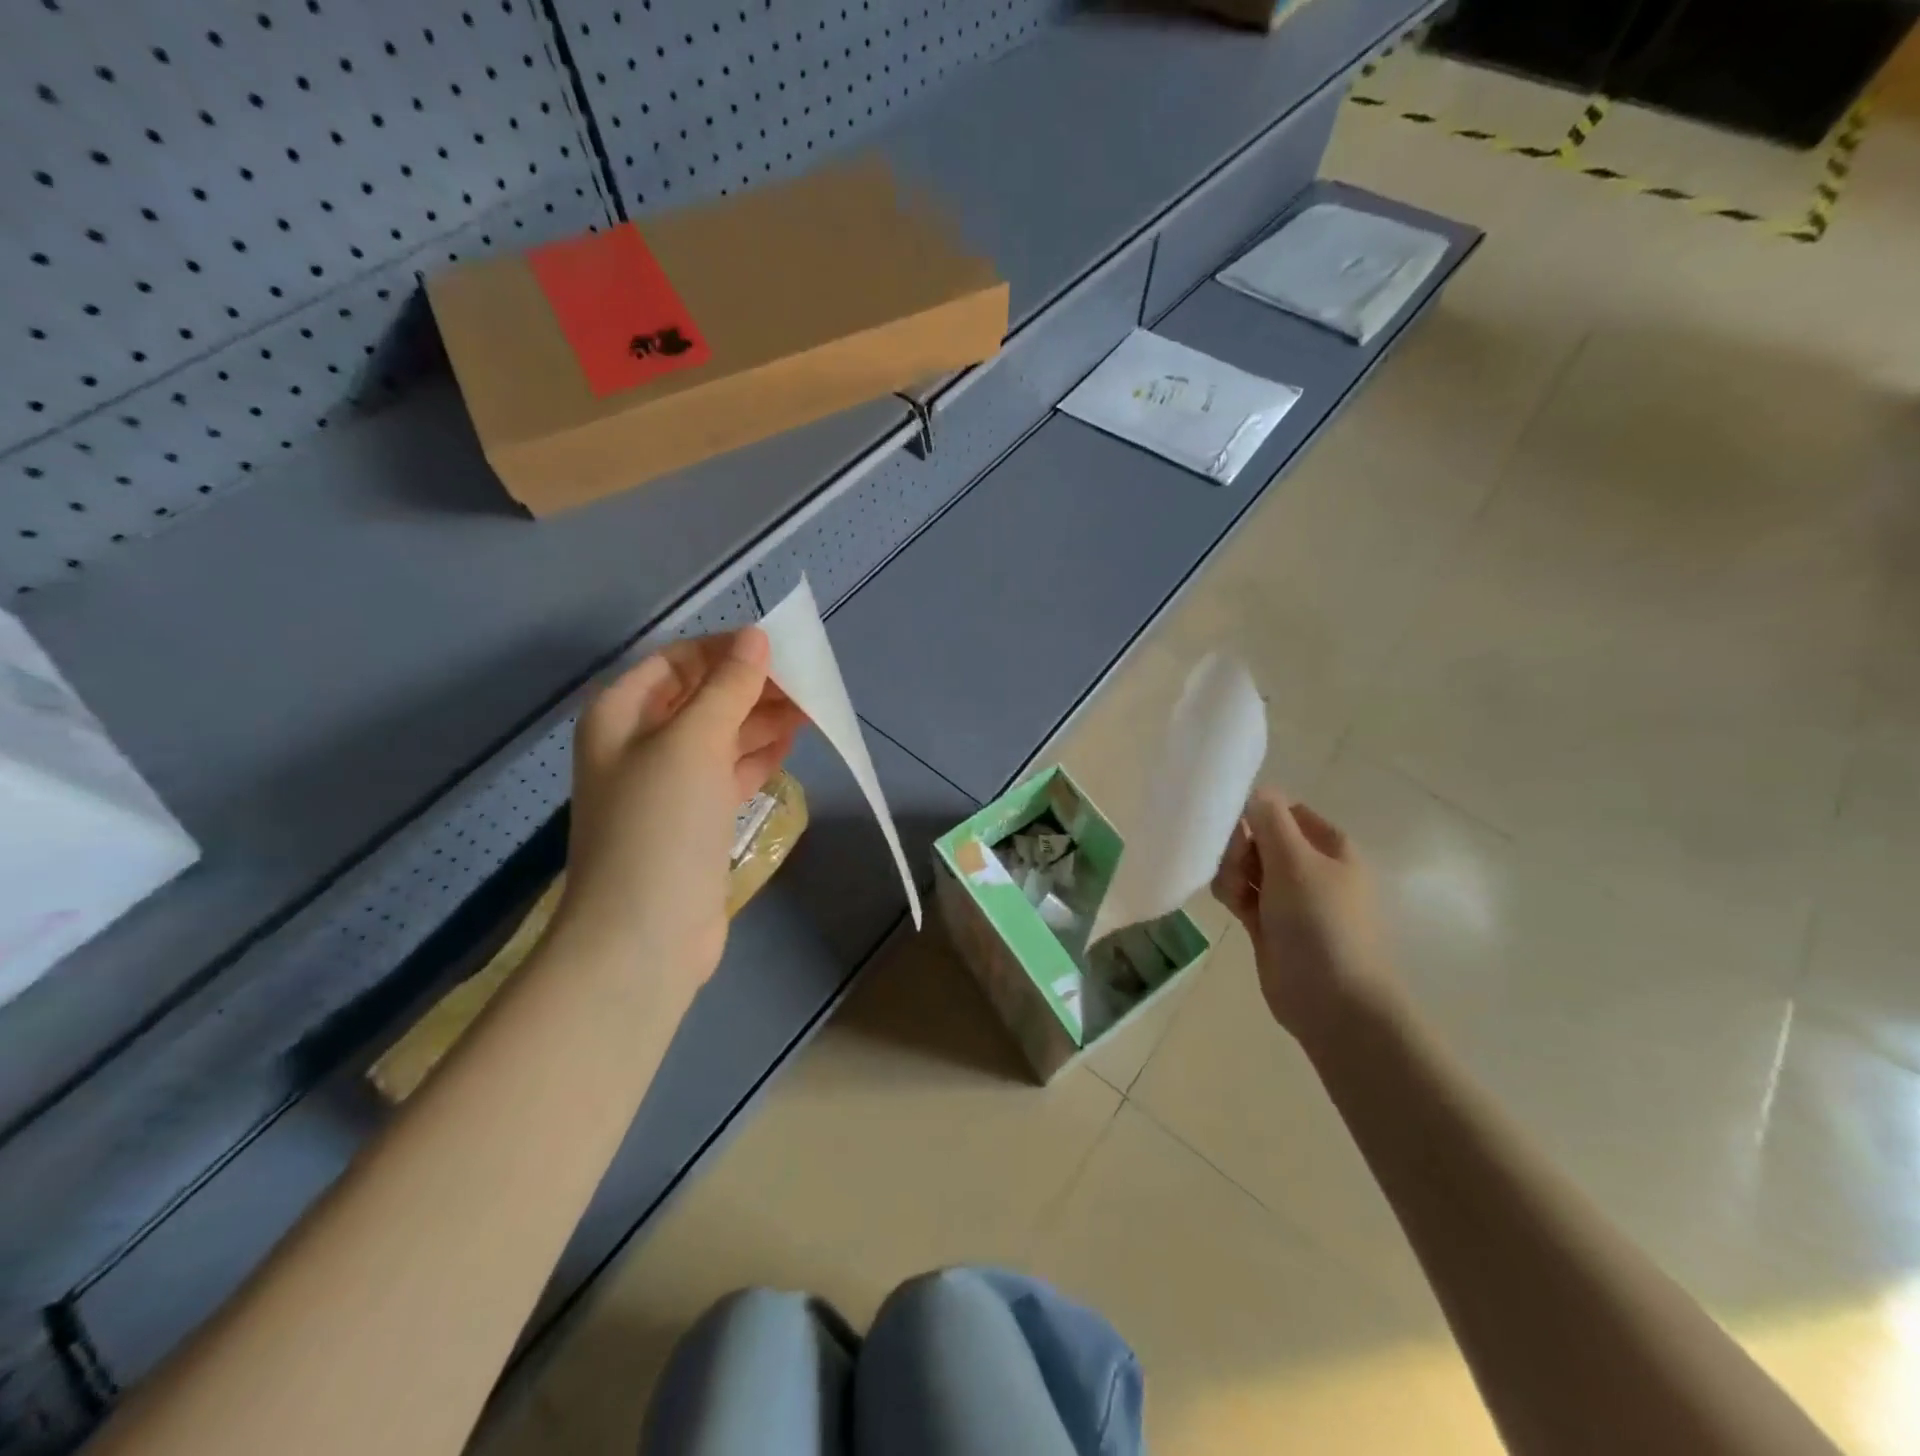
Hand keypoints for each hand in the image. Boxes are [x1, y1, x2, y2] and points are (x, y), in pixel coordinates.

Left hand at [555, 628, 805, 995]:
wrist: (644, 934)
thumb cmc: (660, 824)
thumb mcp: (693, 742)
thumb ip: (727, 687)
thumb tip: (755, 638)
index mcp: (622, 714)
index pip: (678, 661)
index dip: (726, 650)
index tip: (779, 649)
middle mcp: (641, 743)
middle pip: (702, 697)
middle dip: (752, 687)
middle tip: (807, 683)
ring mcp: (669, 784)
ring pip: (721, 735)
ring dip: (762, 720)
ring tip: (811, 709)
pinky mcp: (695, 818)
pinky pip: (730, 772)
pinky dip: (758, 756)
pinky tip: (790, 745)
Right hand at [1211, 788, 1396, 1046]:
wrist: (1331, 1000)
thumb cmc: (1320, 922)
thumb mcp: (1295, 860)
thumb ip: (1270, 819)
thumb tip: (1258, 790)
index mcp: (1329, 847)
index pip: (1286, 811)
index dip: (1258, 812)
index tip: (1233, 823)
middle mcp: (1310, 868)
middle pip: (1260, 838)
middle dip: (1239, 846)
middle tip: (1236, 863)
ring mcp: (1289, 899)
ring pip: (1246, 867)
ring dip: (1232, 872)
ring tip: (1235, 894)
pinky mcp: (1269, 925)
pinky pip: (1242, 894)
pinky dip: (1232, 894)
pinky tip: (1231, 906)